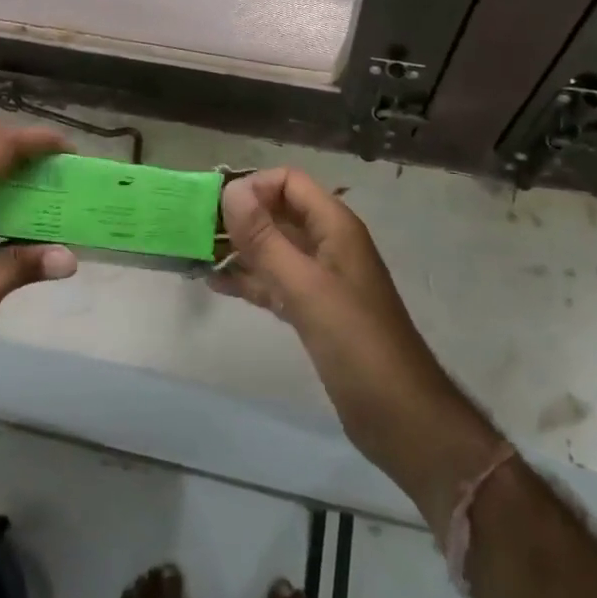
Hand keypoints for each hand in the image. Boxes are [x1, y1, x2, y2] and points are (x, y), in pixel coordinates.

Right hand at [210, 169, 504, 533]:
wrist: (400, 415)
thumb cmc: (355, 342)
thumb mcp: (305, 286)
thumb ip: (265, 238)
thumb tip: (231, 189)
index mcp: (334, 226)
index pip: (288, 182)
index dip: (253, 187)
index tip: (215, 209)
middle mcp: (328, 244)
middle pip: (279, 213)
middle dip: (240, 217)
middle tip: (196, 230)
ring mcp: (321, 279)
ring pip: (274, 249)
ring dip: (239, 249)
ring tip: (197, 254)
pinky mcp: (314, 311)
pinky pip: (275, 282)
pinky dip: (249, 279)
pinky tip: (215, 283)